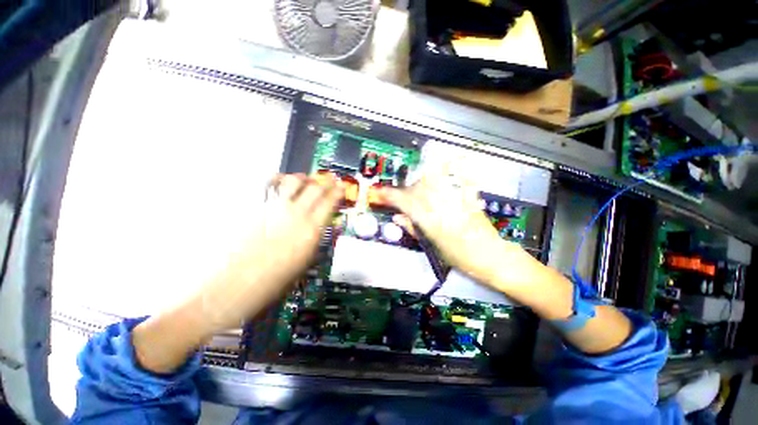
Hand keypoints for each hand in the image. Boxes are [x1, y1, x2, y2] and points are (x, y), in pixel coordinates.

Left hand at [200, 173, 342, 330]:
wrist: (230, 287)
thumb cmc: (272, 282)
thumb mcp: (304, 263)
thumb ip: (314, 240)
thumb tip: (319, 226)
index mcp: (310, 231)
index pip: (329, 203)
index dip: (337, 192)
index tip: (341, 186)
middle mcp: (295, 214)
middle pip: (315, 188)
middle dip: (325, 182)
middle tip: (329, 180)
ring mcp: (273, 208)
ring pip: (293, 181)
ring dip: (304, 178)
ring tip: (306, 180)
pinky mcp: (254, 207)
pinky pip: (269, 185)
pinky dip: (278, 179)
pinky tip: (281, 181)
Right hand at [379, 167, 533, 287]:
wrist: (492, 257)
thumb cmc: (461, 258)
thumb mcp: (434, 247)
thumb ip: (414, 229)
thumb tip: (398, 218)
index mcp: (434, 225)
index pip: (407, 204)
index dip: (392, 196)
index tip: (381, 192)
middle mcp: (444, 209)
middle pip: (419, 190)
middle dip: (405, 189)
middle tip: (398, 193)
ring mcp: (457, 201)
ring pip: (434, 181)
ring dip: (421, 178)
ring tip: (415, 181)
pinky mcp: (469, 198)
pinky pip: (459, 179)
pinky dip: (452, 169)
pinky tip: (448, 162)